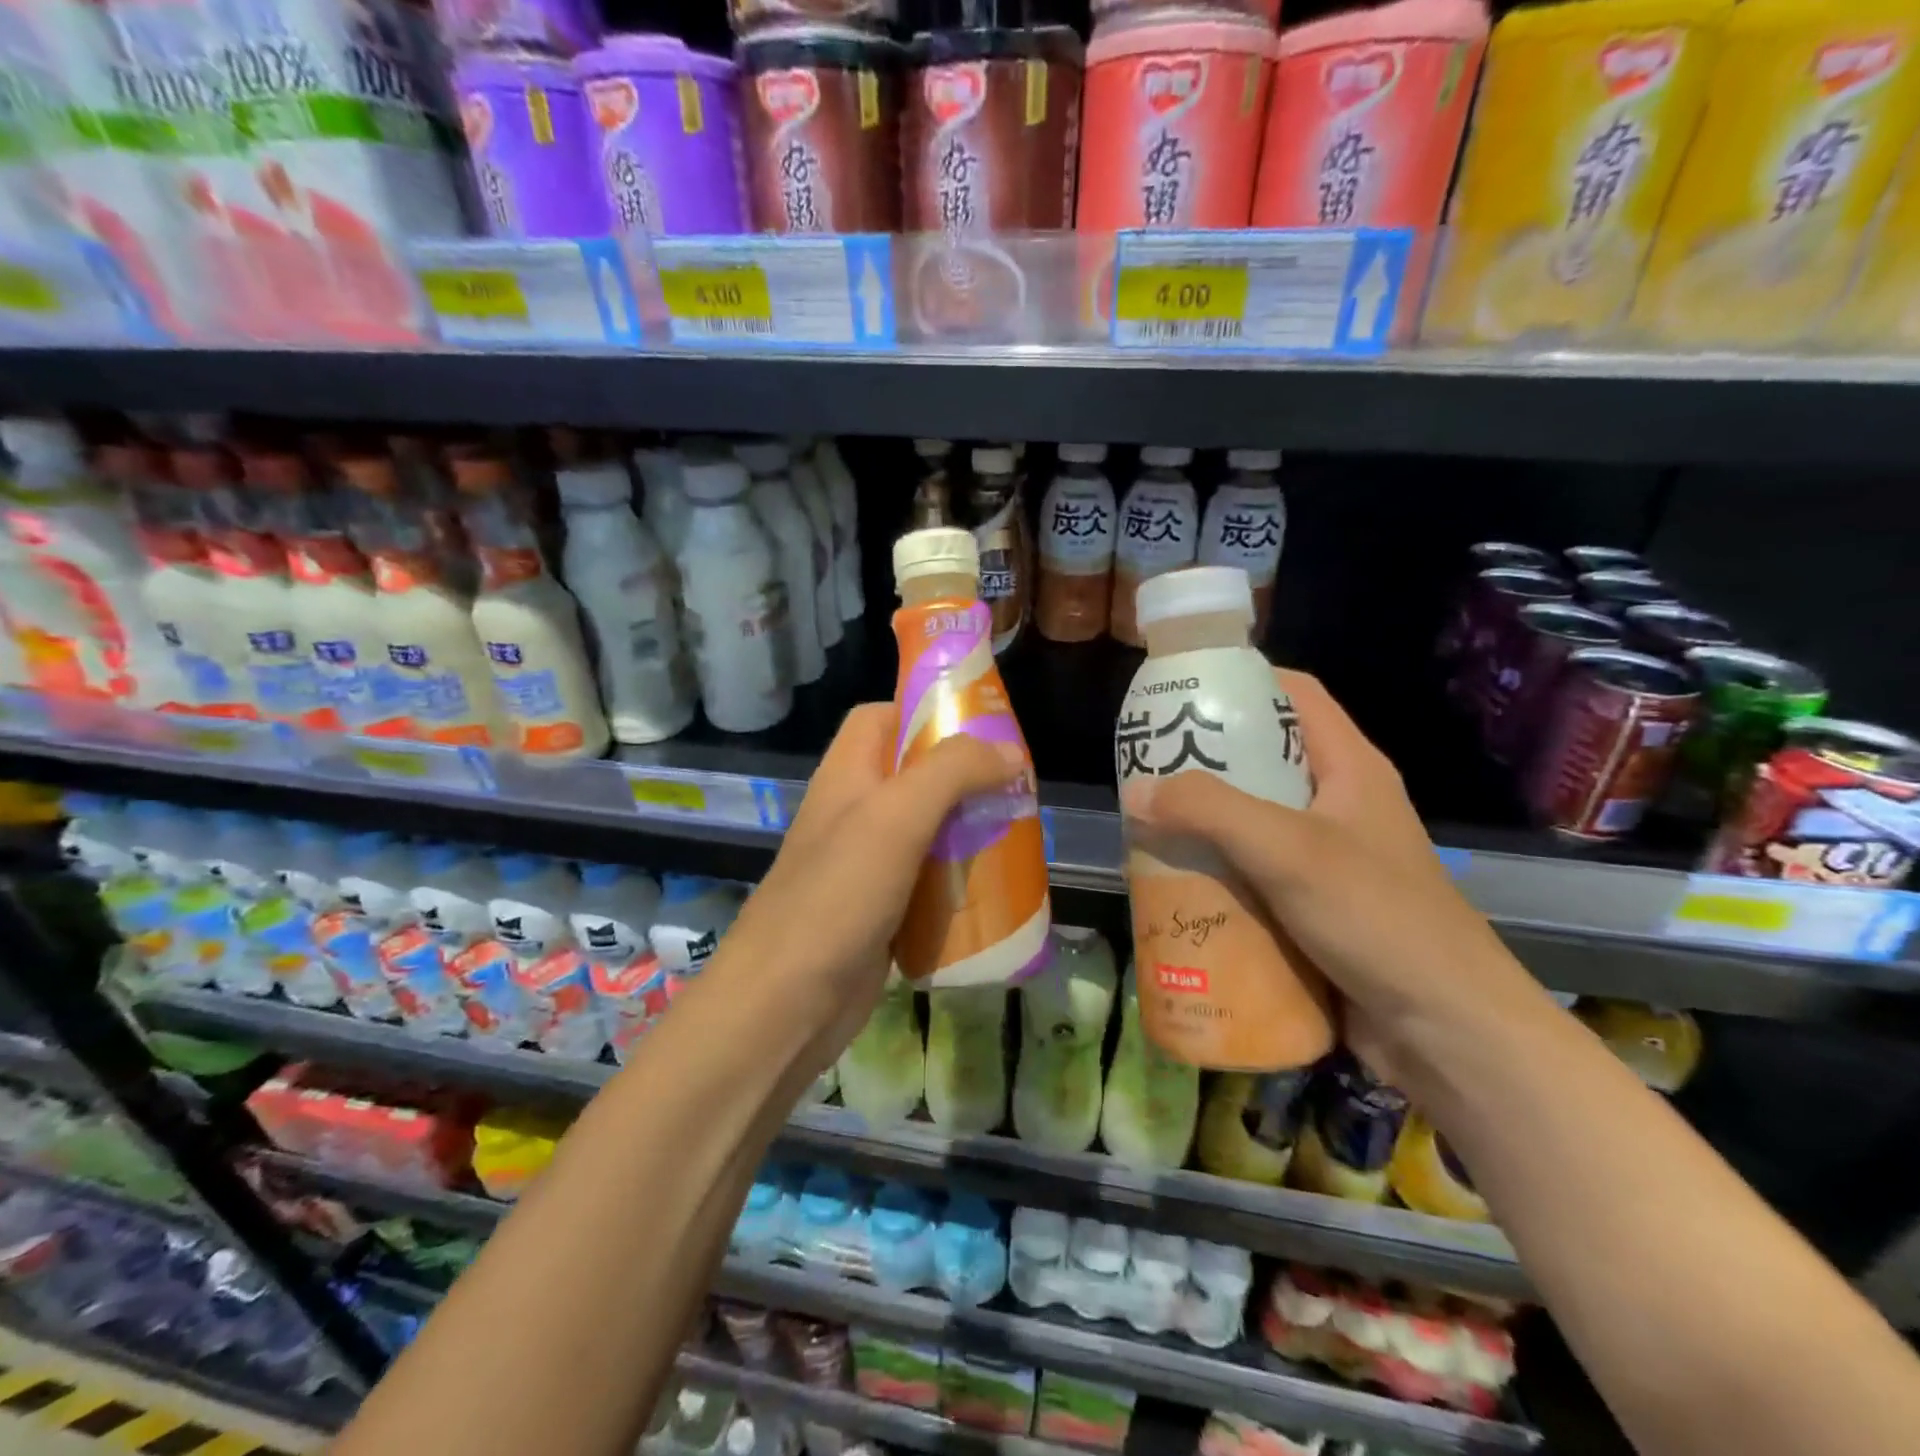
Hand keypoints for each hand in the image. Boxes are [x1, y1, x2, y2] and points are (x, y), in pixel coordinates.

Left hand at [722, 703, 1022, 1074]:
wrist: (786, 1003)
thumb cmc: (838, 895)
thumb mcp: (897, 817)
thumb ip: (952, 771)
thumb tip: (1009, 753)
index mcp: (847, 774)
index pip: (881, 717)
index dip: (925, 710)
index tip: (980, 727)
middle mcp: (853, 812)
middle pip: (912, 774)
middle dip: (962, 776)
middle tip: (1013, 787)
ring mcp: (865, 864)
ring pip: (925, 829)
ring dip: (966, 829)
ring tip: (1015, 833)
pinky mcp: (880, 910)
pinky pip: (926, 880)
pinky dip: (957, 879)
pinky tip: (994, 887)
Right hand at [1120, 669, 1536, 1082]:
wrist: (1447, 1031)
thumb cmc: (1378, 917)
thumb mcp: (1288, 850)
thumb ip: (1210, 811)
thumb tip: (1135, 792)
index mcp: (1349, 767)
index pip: (1295, 694)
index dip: (1240, 681)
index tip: (1180, 694)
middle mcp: (1338, 804)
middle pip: (1264, 759)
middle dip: (1204, 762)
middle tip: (1147, 769)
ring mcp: (1328, 858)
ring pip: (1253, 822)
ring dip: (1204, 825)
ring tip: (1148, 828)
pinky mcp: (1314, 906)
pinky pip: (1254, 873)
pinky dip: (1218, 873)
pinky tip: (1178, 885)